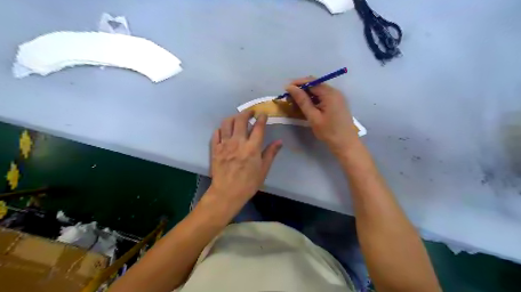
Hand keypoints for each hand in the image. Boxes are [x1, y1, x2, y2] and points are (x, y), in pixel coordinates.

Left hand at [210, 109, 282, 204]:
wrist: (227, 193)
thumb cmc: (248, 183)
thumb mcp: (263, 170)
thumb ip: (271, 153)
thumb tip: (279, 141)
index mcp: (252, 148)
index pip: (258, 127)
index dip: (262, 118)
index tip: (263, 114)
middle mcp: (238, 142)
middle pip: (241, 120)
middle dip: (247, 112)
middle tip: (251, 112)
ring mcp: (225, 144)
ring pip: (227, 123)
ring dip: (233, 117)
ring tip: (237, 119)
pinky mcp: (215, 149)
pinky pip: (216, 133)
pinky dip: (221, 129)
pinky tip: (225, 131)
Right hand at [284, 76, 358, 155]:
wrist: (346, 144)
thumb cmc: (329, 132)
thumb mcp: (313, 117)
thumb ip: (302, 101)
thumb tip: (291, 88)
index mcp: (330, 94)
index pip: (311, 81)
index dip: (298, 83)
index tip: (286, 89)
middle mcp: (335, 92)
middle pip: (315, 84)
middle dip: (301, 88)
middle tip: (289, 97)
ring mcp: (337, 97)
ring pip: (319, 90)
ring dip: (307, 94)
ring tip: (295, 102)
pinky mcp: (337, 103)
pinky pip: (323, 96)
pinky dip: (313, 99)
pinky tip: (306, 106)